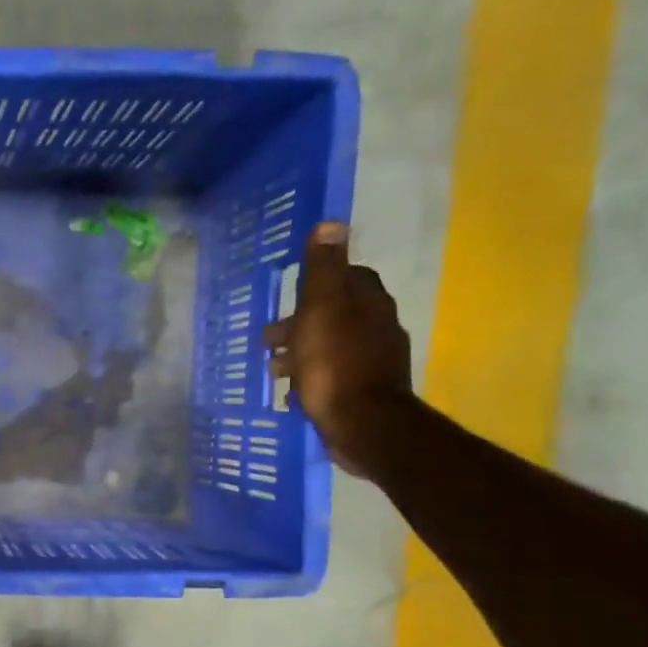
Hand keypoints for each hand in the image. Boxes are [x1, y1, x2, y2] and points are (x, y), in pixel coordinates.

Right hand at [266, 222, 410, 477]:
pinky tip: (294, 390)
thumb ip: (323, 269)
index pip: (350, 276)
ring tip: (274, 368)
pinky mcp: (363, 389)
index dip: (320, 280)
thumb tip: (332, 222)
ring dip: (301, 350)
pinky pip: (332, 373)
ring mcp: (373, 360)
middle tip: (269, 337)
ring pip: (331, 344)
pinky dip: (311, 375)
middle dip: (301, 321)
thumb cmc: (335, 362)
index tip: (292, 292)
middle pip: (336, 312)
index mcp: (369, 302)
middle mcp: (378, 326)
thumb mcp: (321, 308)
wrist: (363, 423)